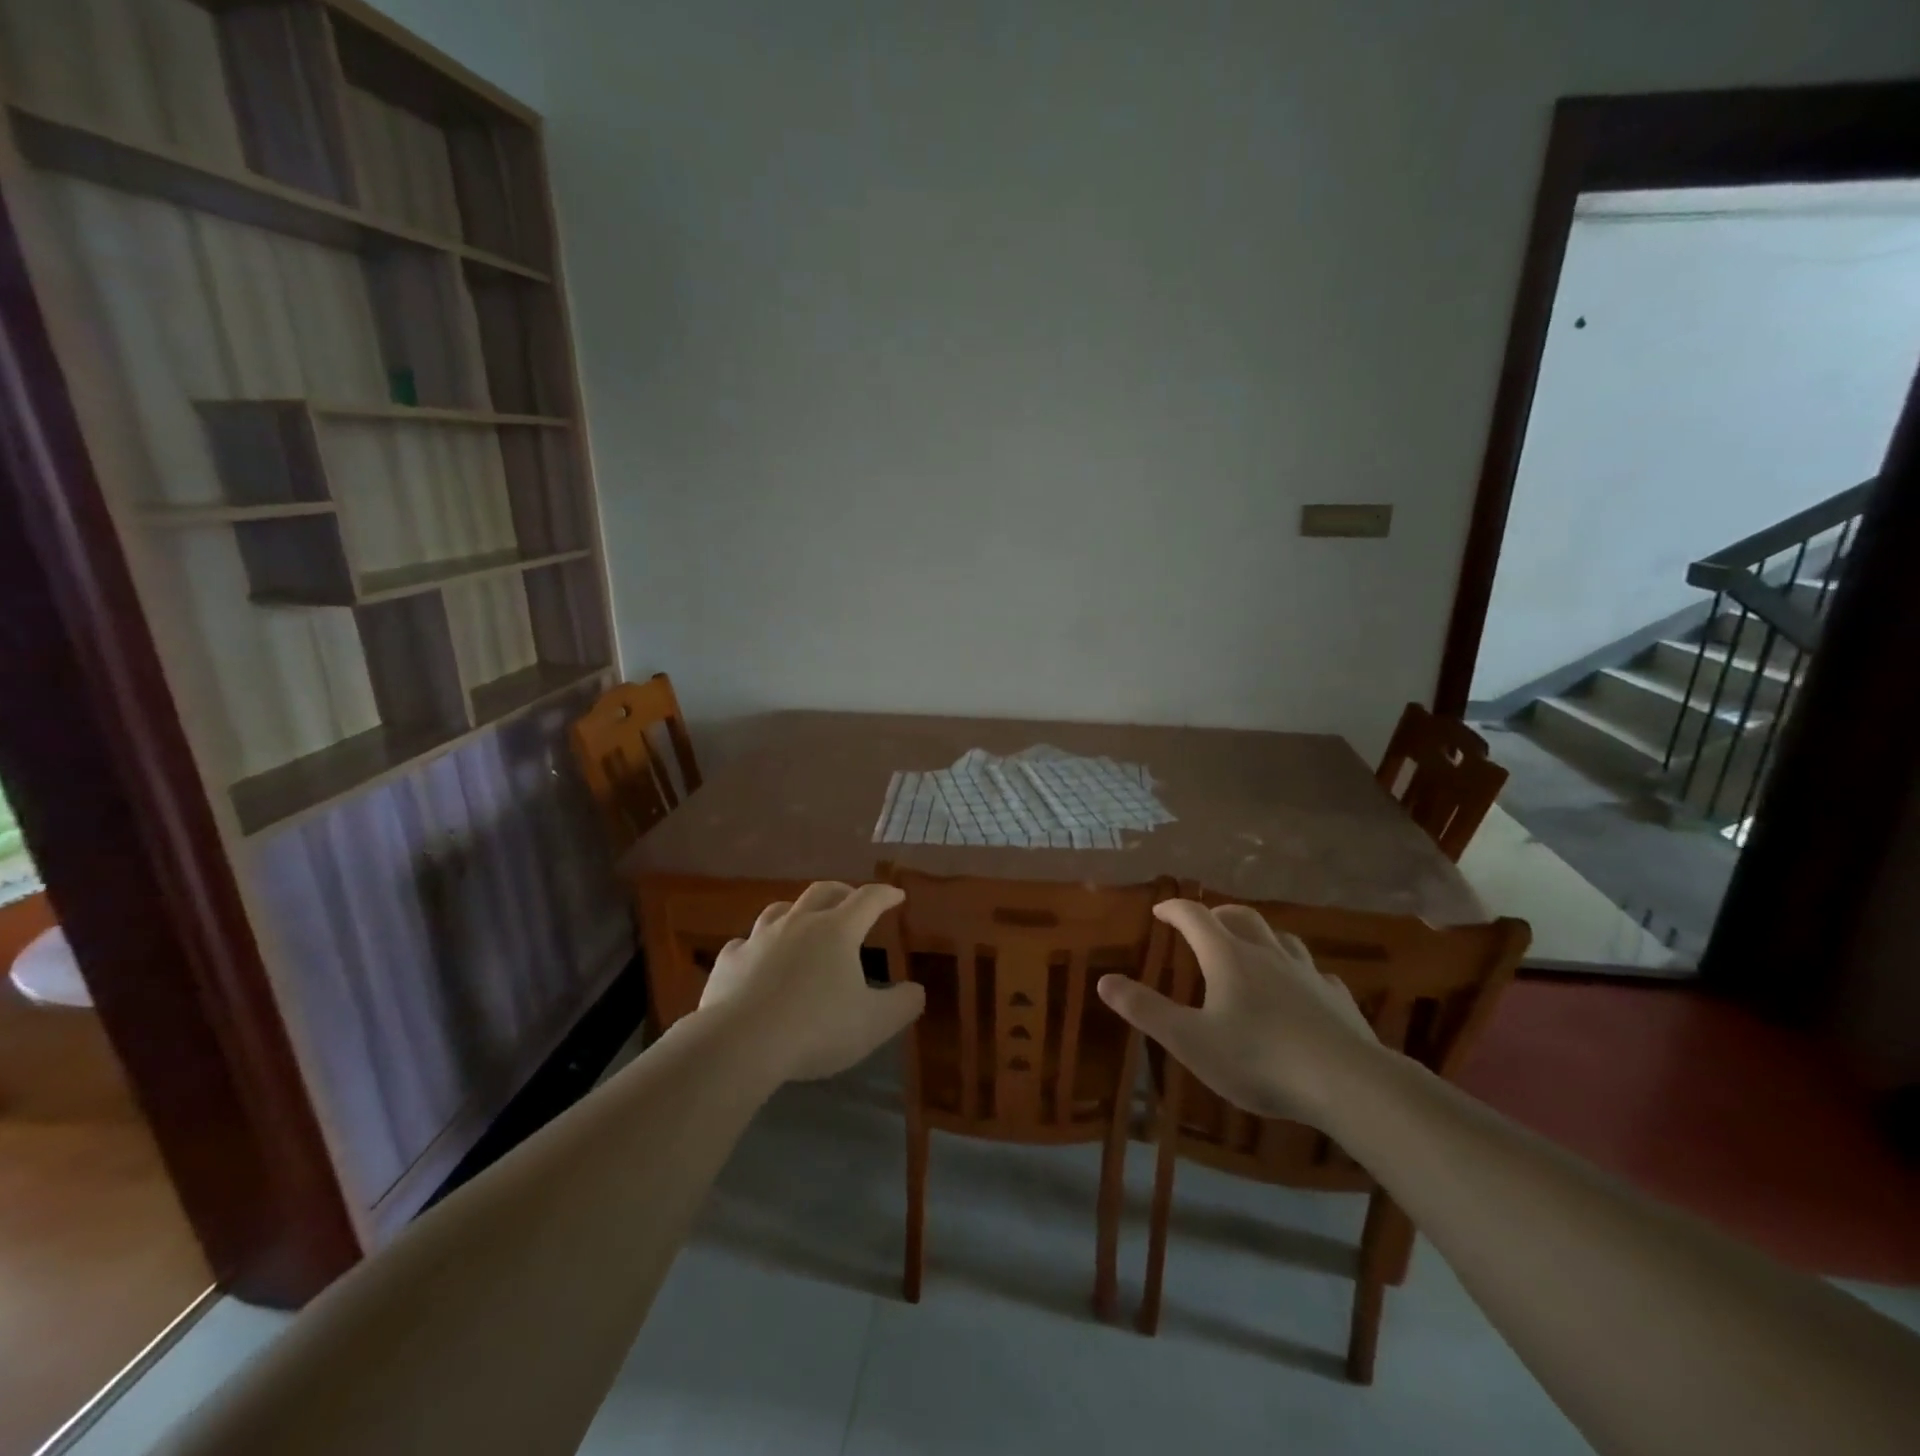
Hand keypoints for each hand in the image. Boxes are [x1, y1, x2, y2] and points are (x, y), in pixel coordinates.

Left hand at [694, 881, 925, 1083]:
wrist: (740, 1043)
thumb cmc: (816, 1029)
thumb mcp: (875, 1023)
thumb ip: (903, 1004)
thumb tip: (916, 990)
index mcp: (837, 931)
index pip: (868, 900)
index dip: (885, 895)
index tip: (896, 896)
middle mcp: (798, 923)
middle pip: (823, 892)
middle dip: (842, 892)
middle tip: (852, 899)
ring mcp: (759, 939)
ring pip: (781, 910)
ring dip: (798, 910)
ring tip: (804, 921)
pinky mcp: (729, 961)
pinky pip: (745, 943)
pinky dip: (757, 946)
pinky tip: (757, 958)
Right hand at [1097, 899, 1378, 1124]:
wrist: (1347, 1083)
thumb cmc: (1258, 1059)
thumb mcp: (1189, 1040)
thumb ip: (1145, 1010)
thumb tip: (1104, 981)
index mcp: (1228, 957)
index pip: (1195, 917)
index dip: (1174, 909)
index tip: (1160, 911)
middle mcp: (1267, 954)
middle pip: (1240, 917)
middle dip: (1217, 914)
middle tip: (1204, 923)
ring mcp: (1307, 974)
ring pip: (1281, 939)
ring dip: (1260, 935)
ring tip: (1251, 948)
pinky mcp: (1337, 999)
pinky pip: (1315, 973)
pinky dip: (1298, 971)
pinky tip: (1302, 989)